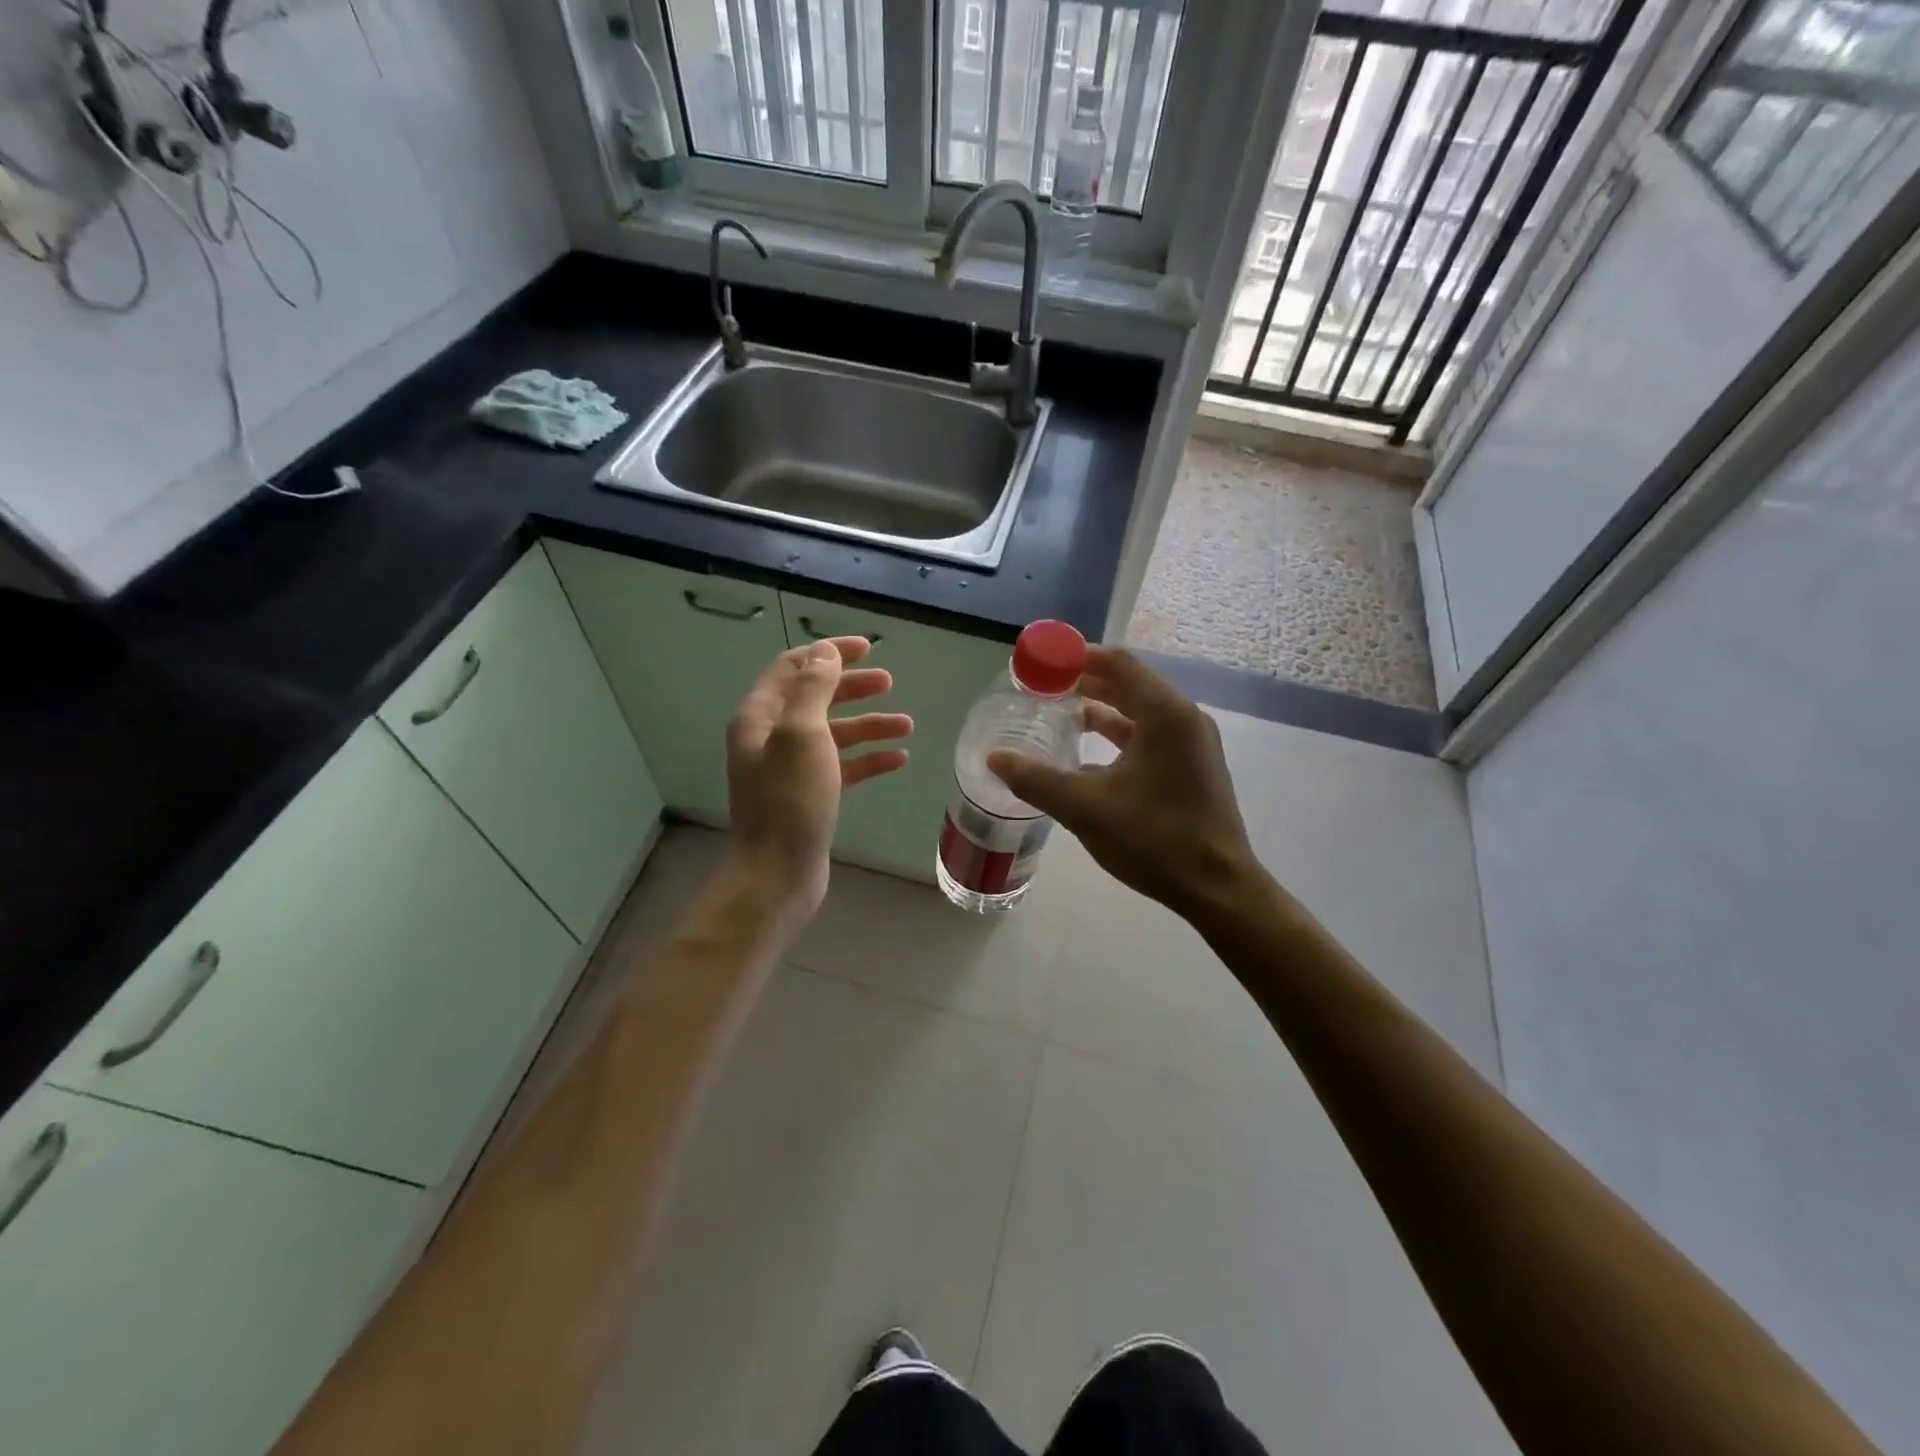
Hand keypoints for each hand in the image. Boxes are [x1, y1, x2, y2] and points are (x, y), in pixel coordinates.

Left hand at [727, 637, 912, 917]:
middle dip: (852, 687)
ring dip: (868, 725)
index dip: (828, 653)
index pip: (793, 667)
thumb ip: (813, 688)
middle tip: (889, 681)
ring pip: (834, 734)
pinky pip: (842, 767)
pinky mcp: (809, 795)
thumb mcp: (802, 733)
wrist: (779, 873)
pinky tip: (898, 759)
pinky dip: (868, 759)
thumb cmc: (790, 799)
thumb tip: (824, 652)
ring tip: (907, 725)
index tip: (868, 648)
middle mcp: (771, 738)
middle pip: (815, 698)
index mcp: (760, 717)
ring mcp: (790, 769)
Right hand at [988, 647, 1257, 919]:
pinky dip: (1117, 734)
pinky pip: (1148, 735)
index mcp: (1164, 715)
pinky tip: (1086, 753)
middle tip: (1041, 686)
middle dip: (1084, 681)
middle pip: (1128, 683)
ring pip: (1139, 711)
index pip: (1117, 663)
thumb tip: (995, 758)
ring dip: (1100, 708)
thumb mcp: (1086, 808)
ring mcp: (1191, 744)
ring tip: (1058, 712)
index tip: (1040, 661)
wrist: (1217, 888)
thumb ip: (1036, 780)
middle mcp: (1182, 719)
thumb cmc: (1155, 839)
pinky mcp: (1191, 767)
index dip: (1075, 657)